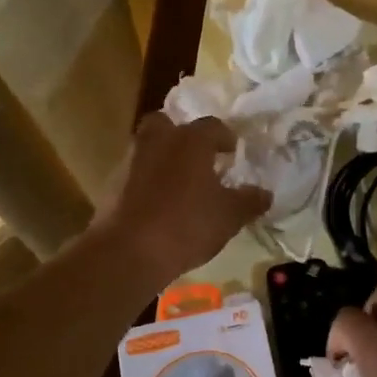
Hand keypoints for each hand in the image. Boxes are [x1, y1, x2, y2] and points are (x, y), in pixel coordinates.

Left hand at [95, 114, 269, 285]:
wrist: (127, 252)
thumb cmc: (186, 225)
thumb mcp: (229, 216)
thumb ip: (249, 201)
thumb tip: (265, 193)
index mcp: (190, 140)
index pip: (212, 126)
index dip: (225, 138)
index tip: (233, 152)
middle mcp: (157, 141)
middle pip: (168, 124)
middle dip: (182, 137)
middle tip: (198, 158)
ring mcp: (130, 161)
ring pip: (148, 148)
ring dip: (163, 160)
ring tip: (180, 186)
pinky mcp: (111, 185)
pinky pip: (135, 174)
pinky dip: (147, 183)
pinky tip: (159, 206)